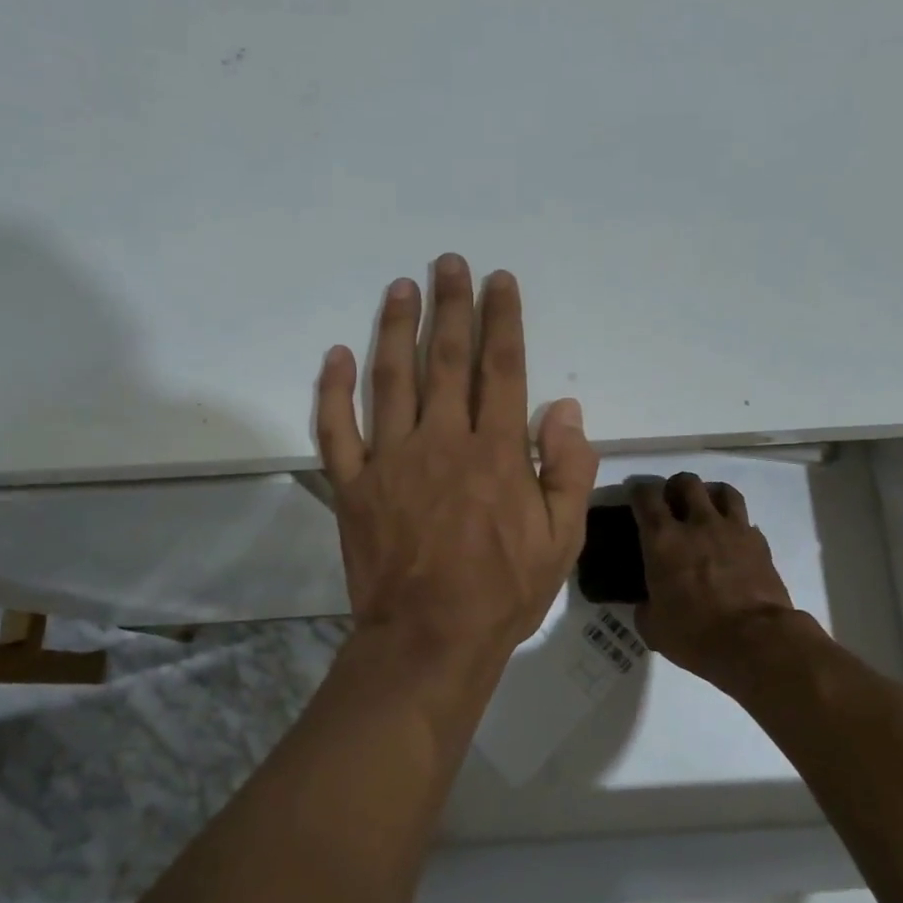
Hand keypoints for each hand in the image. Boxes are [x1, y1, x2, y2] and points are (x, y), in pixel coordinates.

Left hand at [315, 255, 597, 673]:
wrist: (430, 639)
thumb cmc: (503, 591)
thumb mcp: (561, 538)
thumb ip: (569, 470)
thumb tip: (566, 409)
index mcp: (496, 452)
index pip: (501, 368)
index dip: (502, 319)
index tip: (499, 281)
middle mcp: (442, 441)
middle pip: (446, 359)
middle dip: (451, 306)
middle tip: (448, 263)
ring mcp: (391, 460)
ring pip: (391, 379)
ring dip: (396, 328)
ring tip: (401, 287)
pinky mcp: (354, 486)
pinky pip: (337, 429)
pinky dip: (333, 390)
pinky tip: (337, 355)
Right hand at [631, 473, 809, 697]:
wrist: (755, 642)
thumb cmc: (695, 635)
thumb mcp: (654, 628)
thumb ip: (647, 608)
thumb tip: (648, 604)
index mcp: (663, 539)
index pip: (646, 496)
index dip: (639, 492)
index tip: (637, 499)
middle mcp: (697, 524)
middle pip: (686, 482)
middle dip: (676, 486)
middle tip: (673, 503)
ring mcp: (733, 530)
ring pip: (723, 491)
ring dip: (711, 494)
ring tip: (707, 509)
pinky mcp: (760, 543)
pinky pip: (746, 521)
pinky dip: (737, 524)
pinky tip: (733, 540)